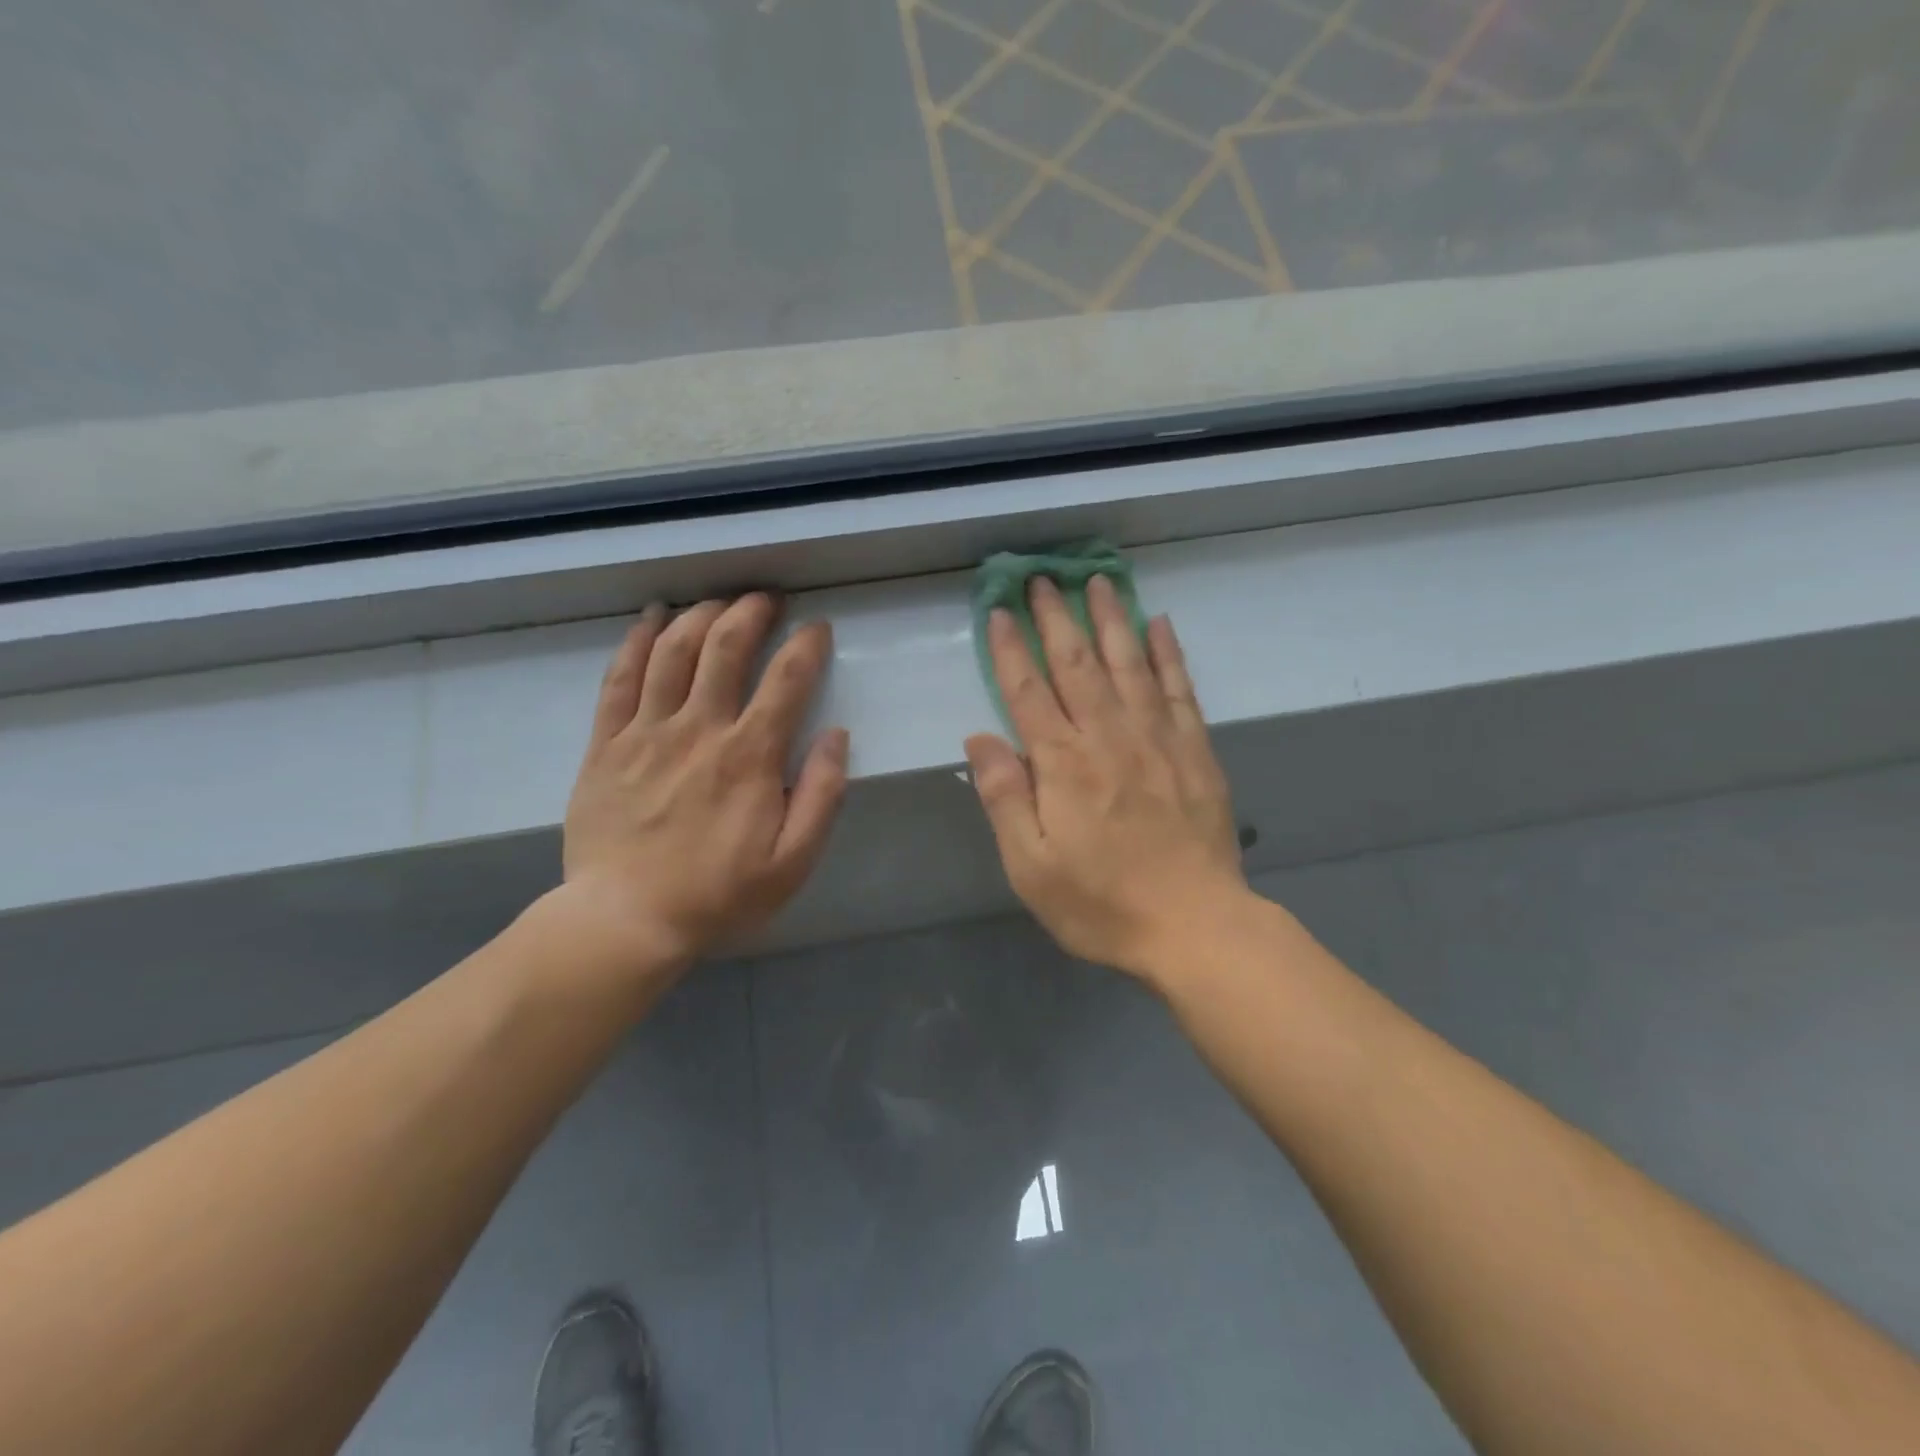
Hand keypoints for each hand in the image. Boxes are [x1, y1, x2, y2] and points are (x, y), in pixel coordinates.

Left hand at [558, 594, 847, 975]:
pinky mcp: (606, 744)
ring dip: (699, 615)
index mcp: (749, 756)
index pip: (786, 680)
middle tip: (765, 599)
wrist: (625, 920)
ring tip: (717, 602)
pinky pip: (619, 678)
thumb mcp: (793, 861)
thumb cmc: (718, 894)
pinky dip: (636, 641)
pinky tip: (651, 618)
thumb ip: (823, 796)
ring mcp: (646, 732)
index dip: (807, 645)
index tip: (818, 628)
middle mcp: (699, 729)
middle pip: (725, 647)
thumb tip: (837, 736)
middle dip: (750, 611)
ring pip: (672, 651)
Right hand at [964, 575, 1248, 985]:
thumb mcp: (1031, 866)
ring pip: (1129, 663)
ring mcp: (1157, 739)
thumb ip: (1005, 797)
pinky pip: (1179, 688)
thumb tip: (979, 739)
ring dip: (1110, 619)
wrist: (1195, 926)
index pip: (1028, 691)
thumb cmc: (1101, 903)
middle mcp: (1108, 736)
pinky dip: (1168, 653)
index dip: (1011, 649)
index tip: (999, 610)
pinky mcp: (1195, 750)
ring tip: (1097, 581)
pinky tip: (1159, 624)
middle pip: (1077, 664)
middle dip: (1057, 618)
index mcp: (1063, 764)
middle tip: (1043, 577)